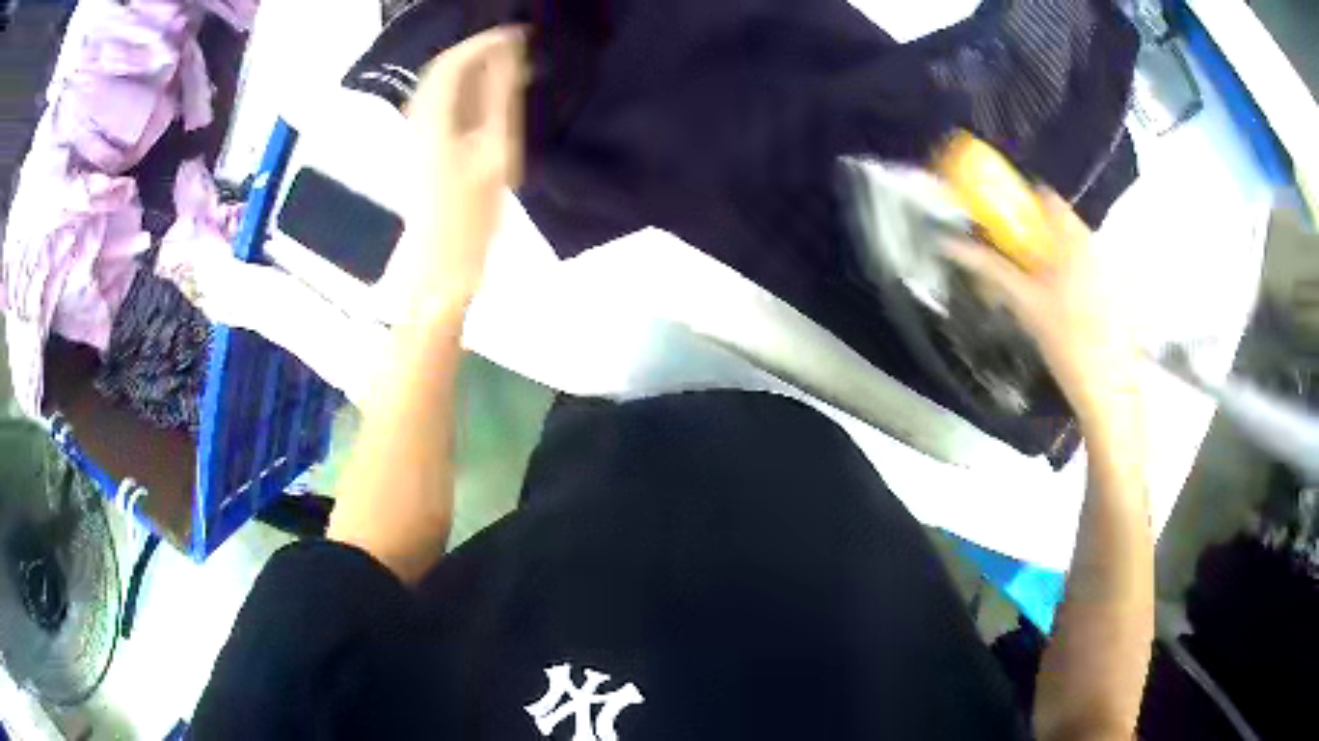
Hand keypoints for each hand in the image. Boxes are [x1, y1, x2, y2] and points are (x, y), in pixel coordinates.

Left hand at [398, 26, 527, 319]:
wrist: (440, 268)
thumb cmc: (471, 217)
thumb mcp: (495, 152)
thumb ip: (500, 97)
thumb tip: (509, 52)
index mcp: (434, 118)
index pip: (453, 62)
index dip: (484, 42)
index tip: (516, 33)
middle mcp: (418, 121)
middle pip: (441, 71)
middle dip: (476, 52)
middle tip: (514, 48)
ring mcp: (416, 137)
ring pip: (438, 88)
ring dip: (470, 71)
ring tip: (507, 69)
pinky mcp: (422, 152)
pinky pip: (439, 106)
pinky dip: (464, 93)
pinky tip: (487, 101)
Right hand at [947, 189, 1139, 423]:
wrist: (1109, 387)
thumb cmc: (1066, 339)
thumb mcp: (1023, 302)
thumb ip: (988, 267)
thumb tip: (948, 243)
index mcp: (1073, 236)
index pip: (1044, 196)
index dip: (1020, 202)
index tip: (1002, 223)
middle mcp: (1095, 242)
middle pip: (1059, 222)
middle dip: (1035, 235)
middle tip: (1014, 261)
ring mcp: (1110, 266)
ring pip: (1074, 247)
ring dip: (1053, 257)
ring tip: (1038, 290)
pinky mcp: (1118, 290)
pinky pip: (1089, 268)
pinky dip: (1072, 276)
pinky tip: (1065, 309)